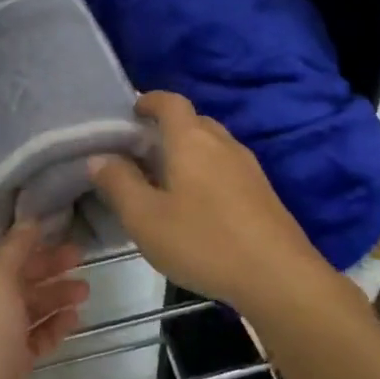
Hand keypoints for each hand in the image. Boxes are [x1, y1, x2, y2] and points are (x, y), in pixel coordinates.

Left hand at [0, 216, 87, 378]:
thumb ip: (14, 249)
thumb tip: (28, 219)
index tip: (4, 205)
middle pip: (1, 271)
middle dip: (36, 260)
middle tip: (75, 251)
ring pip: (20, 305)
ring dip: (51, 293)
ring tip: (84, 287)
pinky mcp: (5, 365)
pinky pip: (30, 337)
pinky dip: (50, 325)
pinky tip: (75, 317)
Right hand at [88, 90, 332, 317]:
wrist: (279, 277)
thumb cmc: (203, 241)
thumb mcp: (145, 218)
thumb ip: (118, 184)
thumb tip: (100, 157)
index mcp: (191, 140)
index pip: (170, 102)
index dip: (149, 100)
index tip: (132, 112)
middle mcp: (222, 143)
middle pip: (193, 121)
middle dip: (166, 128)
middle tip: (141, 152)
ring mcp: (248, 167)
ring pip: (212, 145)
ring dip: (188, 151)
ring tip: (166, 180)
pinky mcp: (263, 192)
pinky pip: (227, 166)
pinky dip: (207, 171)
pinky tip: (198, 205)